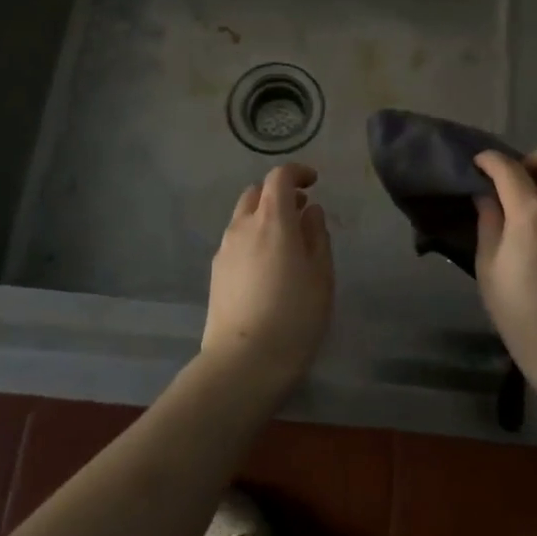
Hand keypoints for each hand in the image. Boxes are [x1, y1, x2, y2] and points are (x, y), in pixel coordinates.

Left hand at [201, 162, 333, 396]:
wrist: (243, 363)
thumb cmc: (294, 316)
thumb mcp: (321, 275)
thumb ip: (317, 236)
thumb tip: (310, 211)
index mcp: (272, 220)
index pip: (279, 177)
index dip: (297, 173)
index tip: (314, 182)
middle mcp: (243, 226)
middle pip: (256, 193)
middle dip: (278, 194)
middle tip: (301, 213)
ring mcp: (224, 249)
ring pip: (243, 217)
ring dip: (264, 217)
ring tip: (285, 244)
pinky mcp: (215, 272)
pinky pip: (236, 241)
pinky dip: (252, 238)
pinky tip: (266, 268)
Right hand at [473, 148, 536, 385]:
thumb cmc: (521, 311)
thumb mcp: (489, 267)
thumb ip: (488, 223)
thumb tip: (486, 196)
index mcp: (531, 211)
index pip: (509, 167)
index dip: (489, 160)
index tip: (477, 164)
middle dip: (530, 159)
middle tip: (511, 184)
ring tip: (526, 203)